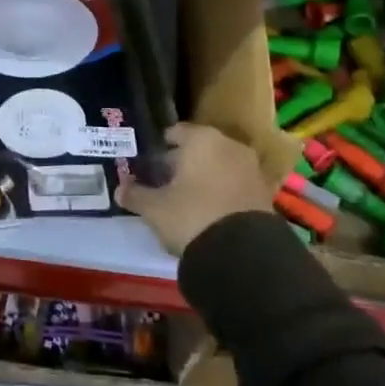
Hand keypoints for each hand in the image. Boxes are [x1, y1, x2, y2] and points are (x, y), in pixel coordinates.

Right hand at [118, 123, 270, 255]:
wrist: (242, 253)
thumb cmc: (191, 215)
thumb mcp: (155, 208)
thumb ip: (136, 195)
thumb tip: (119, 189)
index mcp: (201, 139)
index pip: (177, 131)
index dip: (162, 145)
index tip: (150, 161)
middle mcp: (229, 146)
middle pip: (200, 147)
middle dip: (184, 161)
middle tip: (165, 179)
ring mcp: (251, 168)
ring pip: (220, 165)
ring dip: (205, 176)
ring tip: (186, 197)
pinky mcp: (264, 193)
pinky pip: (235, 184)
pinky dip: (222, 191)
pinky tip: (209, 209)